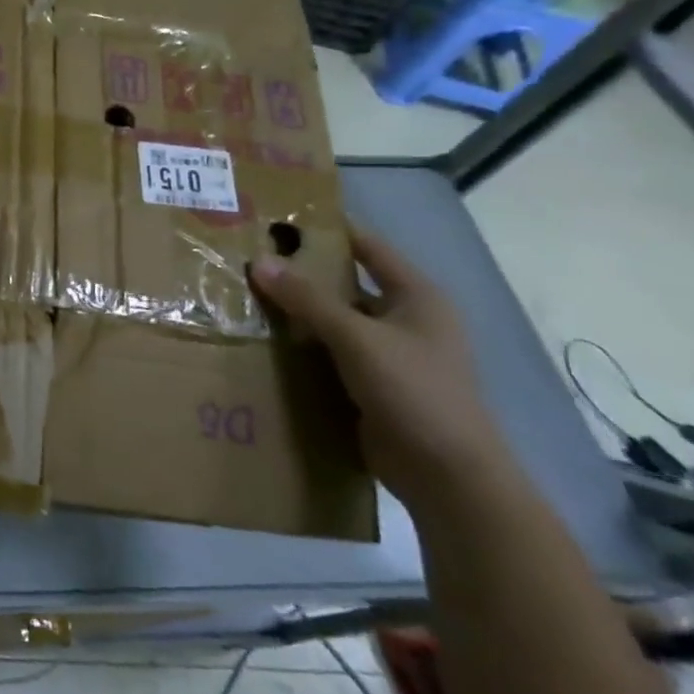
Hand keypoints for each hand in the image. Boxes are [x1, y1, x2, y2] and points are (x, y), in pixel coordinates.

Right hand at [250, 225, 519, 516]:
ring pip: (335, 321)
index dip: (328, 231)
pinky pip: (332, 353)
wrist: (446, 474)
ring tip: (247, 297)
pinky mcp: (373, 383)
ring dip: (299, 313)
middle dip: (302, 274)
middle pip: (347, 284)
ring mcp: (390, 353)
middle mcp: (406, 318)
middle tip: (251, 259)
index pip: (367, 247)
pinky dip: (304, 346)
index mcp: (417, 296)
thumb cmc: (414, 391)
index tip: (279, 219)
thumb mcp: (356, 338)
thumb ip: (307, 299)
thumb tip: (259, 261)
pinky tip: (266, 341)